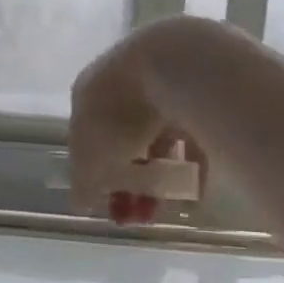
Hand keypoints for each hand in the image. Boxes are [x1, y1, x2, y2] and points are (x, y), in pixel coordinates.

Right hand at [69, 17, 209, 223]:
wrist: (183, 66)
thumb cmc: (122, 111)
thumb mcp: (92, 157)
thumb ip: (83, 181)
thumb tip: (79, 202)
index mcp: (90, 91)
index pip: (85, 135)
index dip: (92, 171)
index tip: (102, 201)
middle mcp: (125, 83)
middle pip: (124, 138)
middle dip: (128, 180)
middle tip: (135, 216)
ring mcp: (166, 84)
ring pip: (160, 138)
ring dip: (160, 177)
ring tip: (165, 211)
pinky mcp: (204, 91)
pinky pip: (196, 136)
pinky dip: (193, 167)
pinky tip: (195, 197)